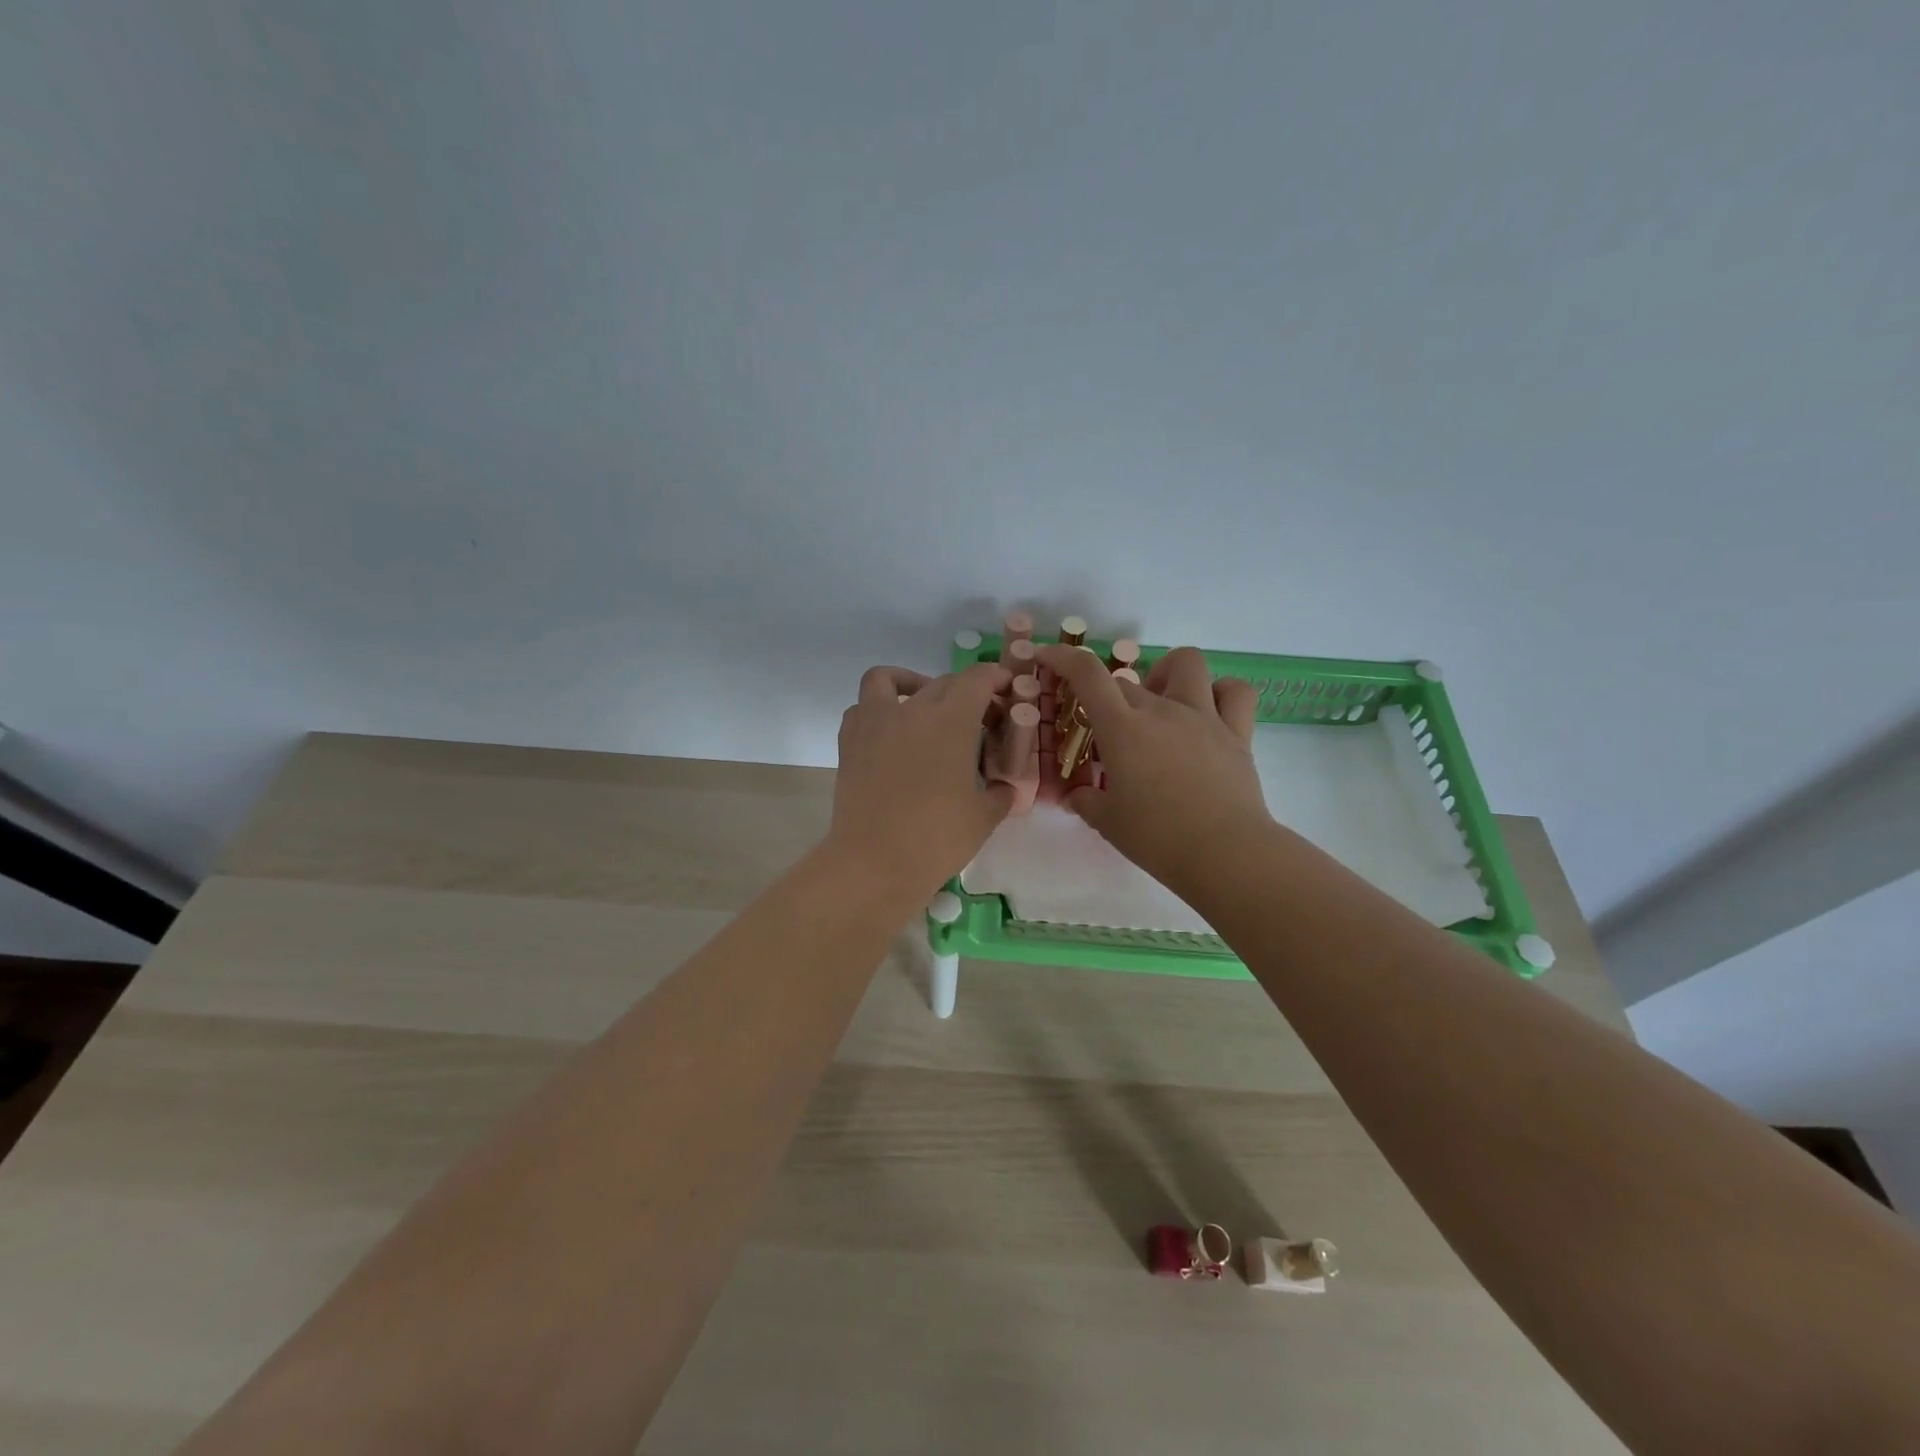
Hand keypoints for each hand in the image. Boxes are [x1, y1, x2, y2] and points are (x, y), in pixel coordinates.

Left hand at [828, 662, 1015, 901]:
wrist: (874, 862)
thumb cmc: (936, 838)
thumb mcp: (983, 817)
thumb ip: (999, 794)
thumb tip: (1005, 788)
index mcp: (951, 720)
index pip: (976, 679)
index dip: (995, 678)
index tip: (1006, 690)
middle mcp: (912, 710)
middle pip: (942, 682)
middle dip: (965, 691)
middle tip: (977, 717)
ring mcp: (875, 722)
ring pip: (888, 679)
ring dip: (909, 683)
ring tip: (922, 706)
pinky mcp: (848, 742)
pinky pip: (862, 709)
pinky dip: (877, 710)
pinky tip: (891, 734)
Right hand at [1035, 645, 1270, 893]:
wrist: (1226, 854)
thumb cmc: (1158, 838)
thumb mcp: (1108, 822)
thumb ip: (1086, 802)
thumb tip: (1076, 797)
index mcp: (1123, 729)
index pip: (1087, 675)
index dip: (1063, 657)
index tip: (1047, 657)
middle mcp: (1162, 710)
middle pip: (1126, 680)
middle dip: (1107, 695)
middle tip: (1105, 728)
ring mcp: (1204, 716)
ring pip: (1186, 663)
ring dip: (1166, 672)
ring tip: (1160, 699)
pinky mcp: (1237, 733)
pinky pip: (1234, 692)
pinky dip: (1219, 692)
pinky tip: (1207, 711)